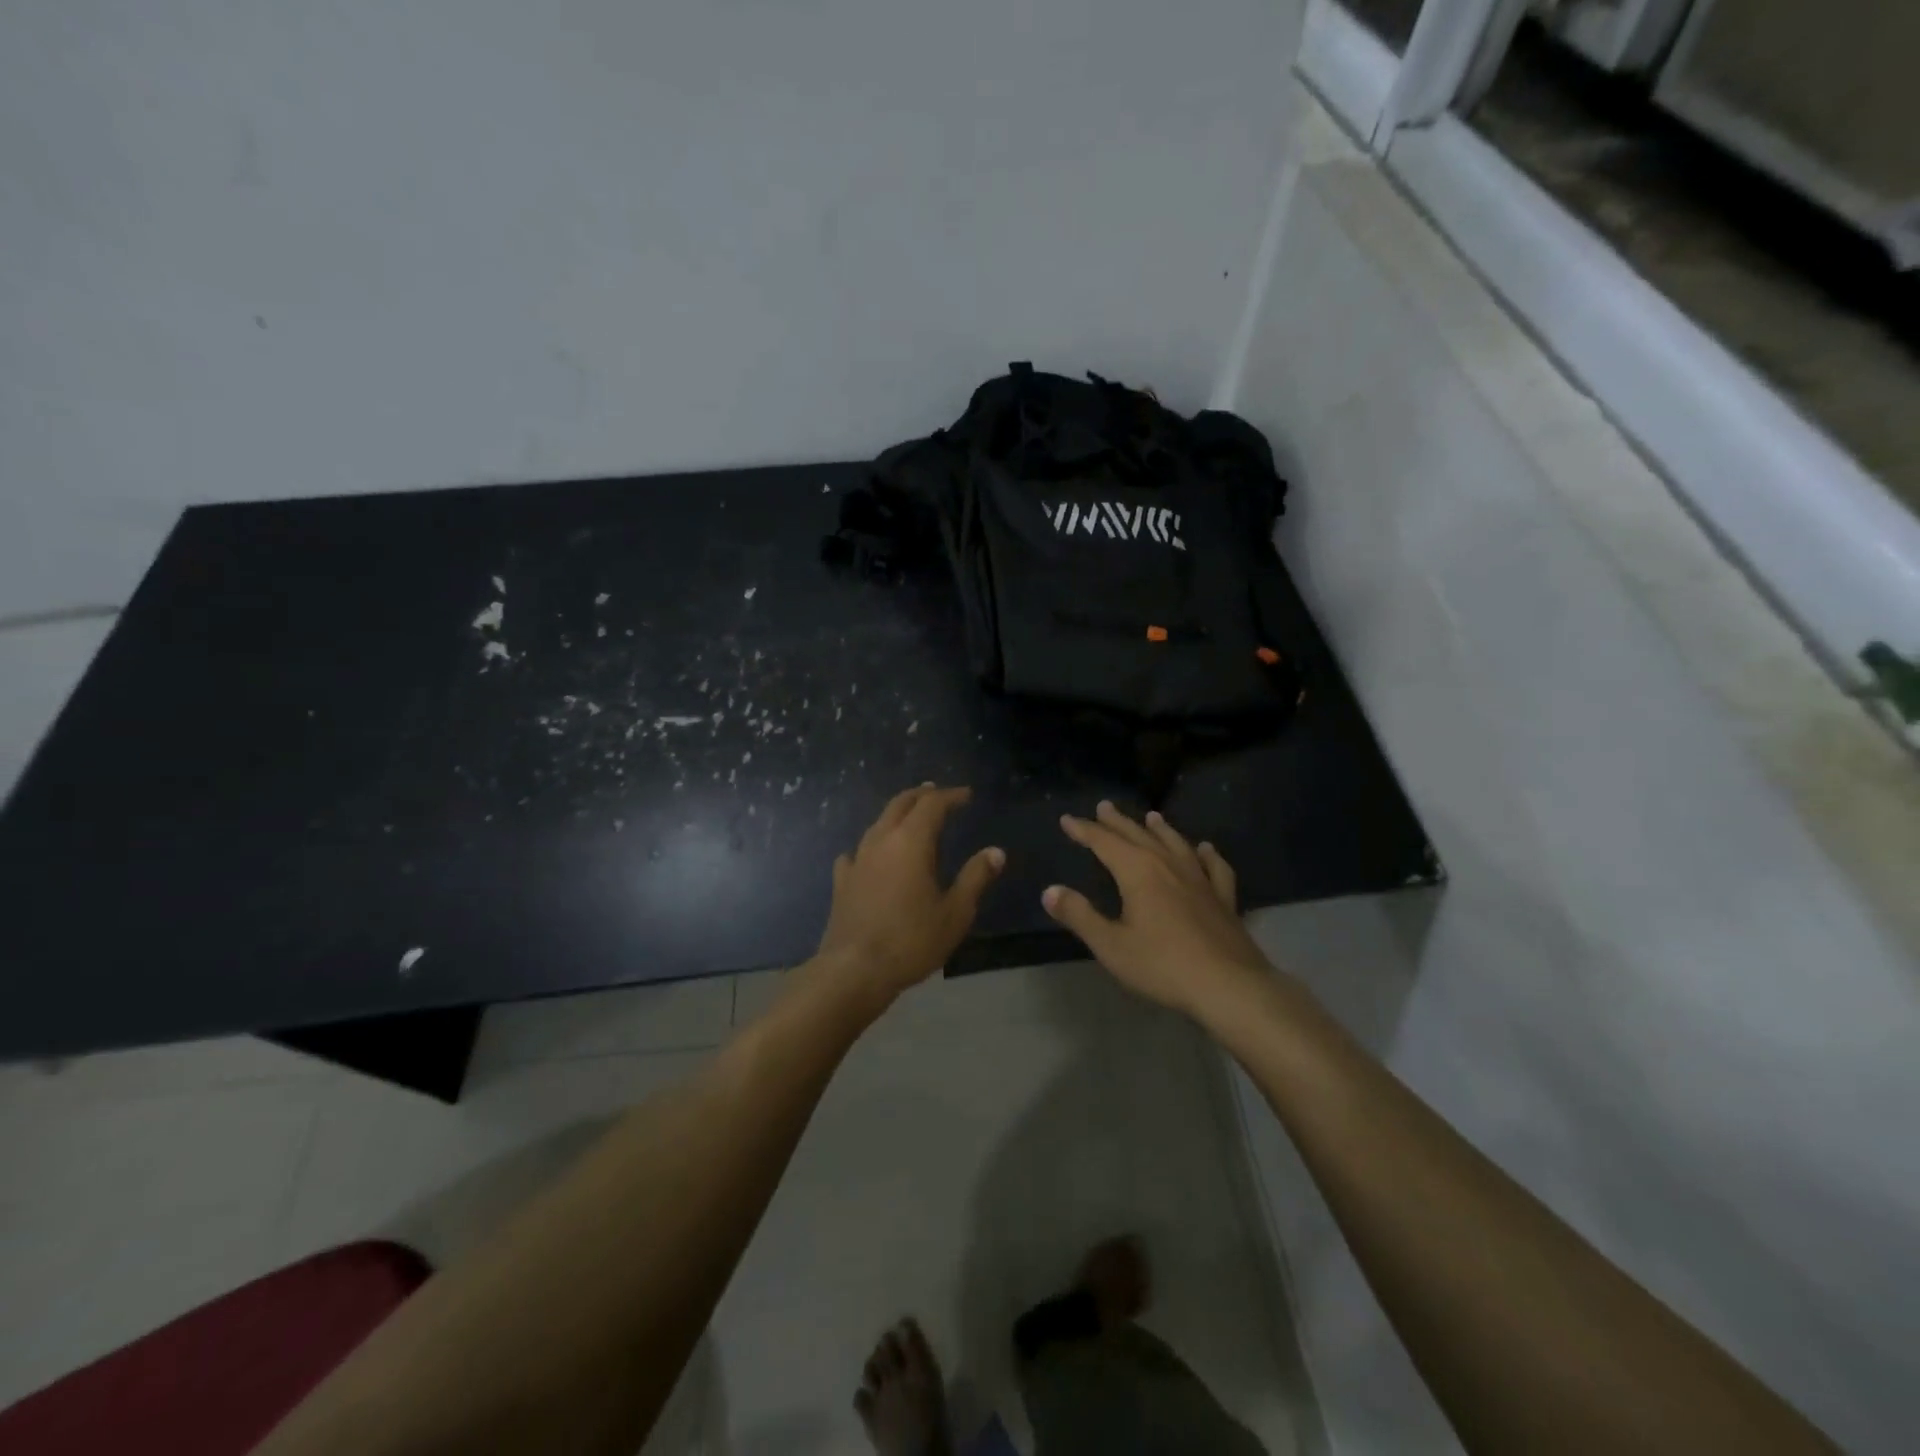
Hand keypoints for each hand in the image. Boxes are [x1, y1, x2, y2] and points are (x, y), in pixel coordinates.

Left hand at [811, 784, 1004, 1009]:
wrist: (854, 969)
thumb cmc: (912, 940)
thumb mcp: (955, 913)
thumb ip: (975, 878)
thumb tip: (995, 852)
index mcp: (911, 842)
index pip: (932, 804)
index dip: (951, 795)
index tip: (967, 795)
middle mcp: (881, 841)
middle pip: (900, 804)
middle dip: (921, 795)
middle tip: (937, 793)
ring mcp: (857, 859)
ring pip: (878, 823)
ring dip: (897, 814)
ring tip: (911, 818)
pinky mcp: (842, 881)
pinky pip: (857, 852)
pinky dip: (870, 846)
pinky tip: (870, 856)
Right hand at [1042, 801, 1271, 1018]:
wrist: (1228, 985)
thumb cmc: (1162, 965)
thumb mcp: (1111, 945)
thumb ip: (1079, 915)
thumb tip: (1049, 891)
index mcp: (1138, 872)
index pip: (1104, 842)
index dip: (1084, 830)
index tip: (1067, 819)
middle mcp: (1168, 865)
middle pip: (1138, 835)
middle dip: (1117, 822)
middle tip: (1104, 806)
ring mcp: (1200, 879)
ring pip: (1175, 844)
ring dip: (1160, 829)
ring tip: (1151, 817)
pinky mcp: (1223, 898)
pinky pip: (1214, 867)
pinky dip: (1207, 854)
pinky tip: (1205, 849)